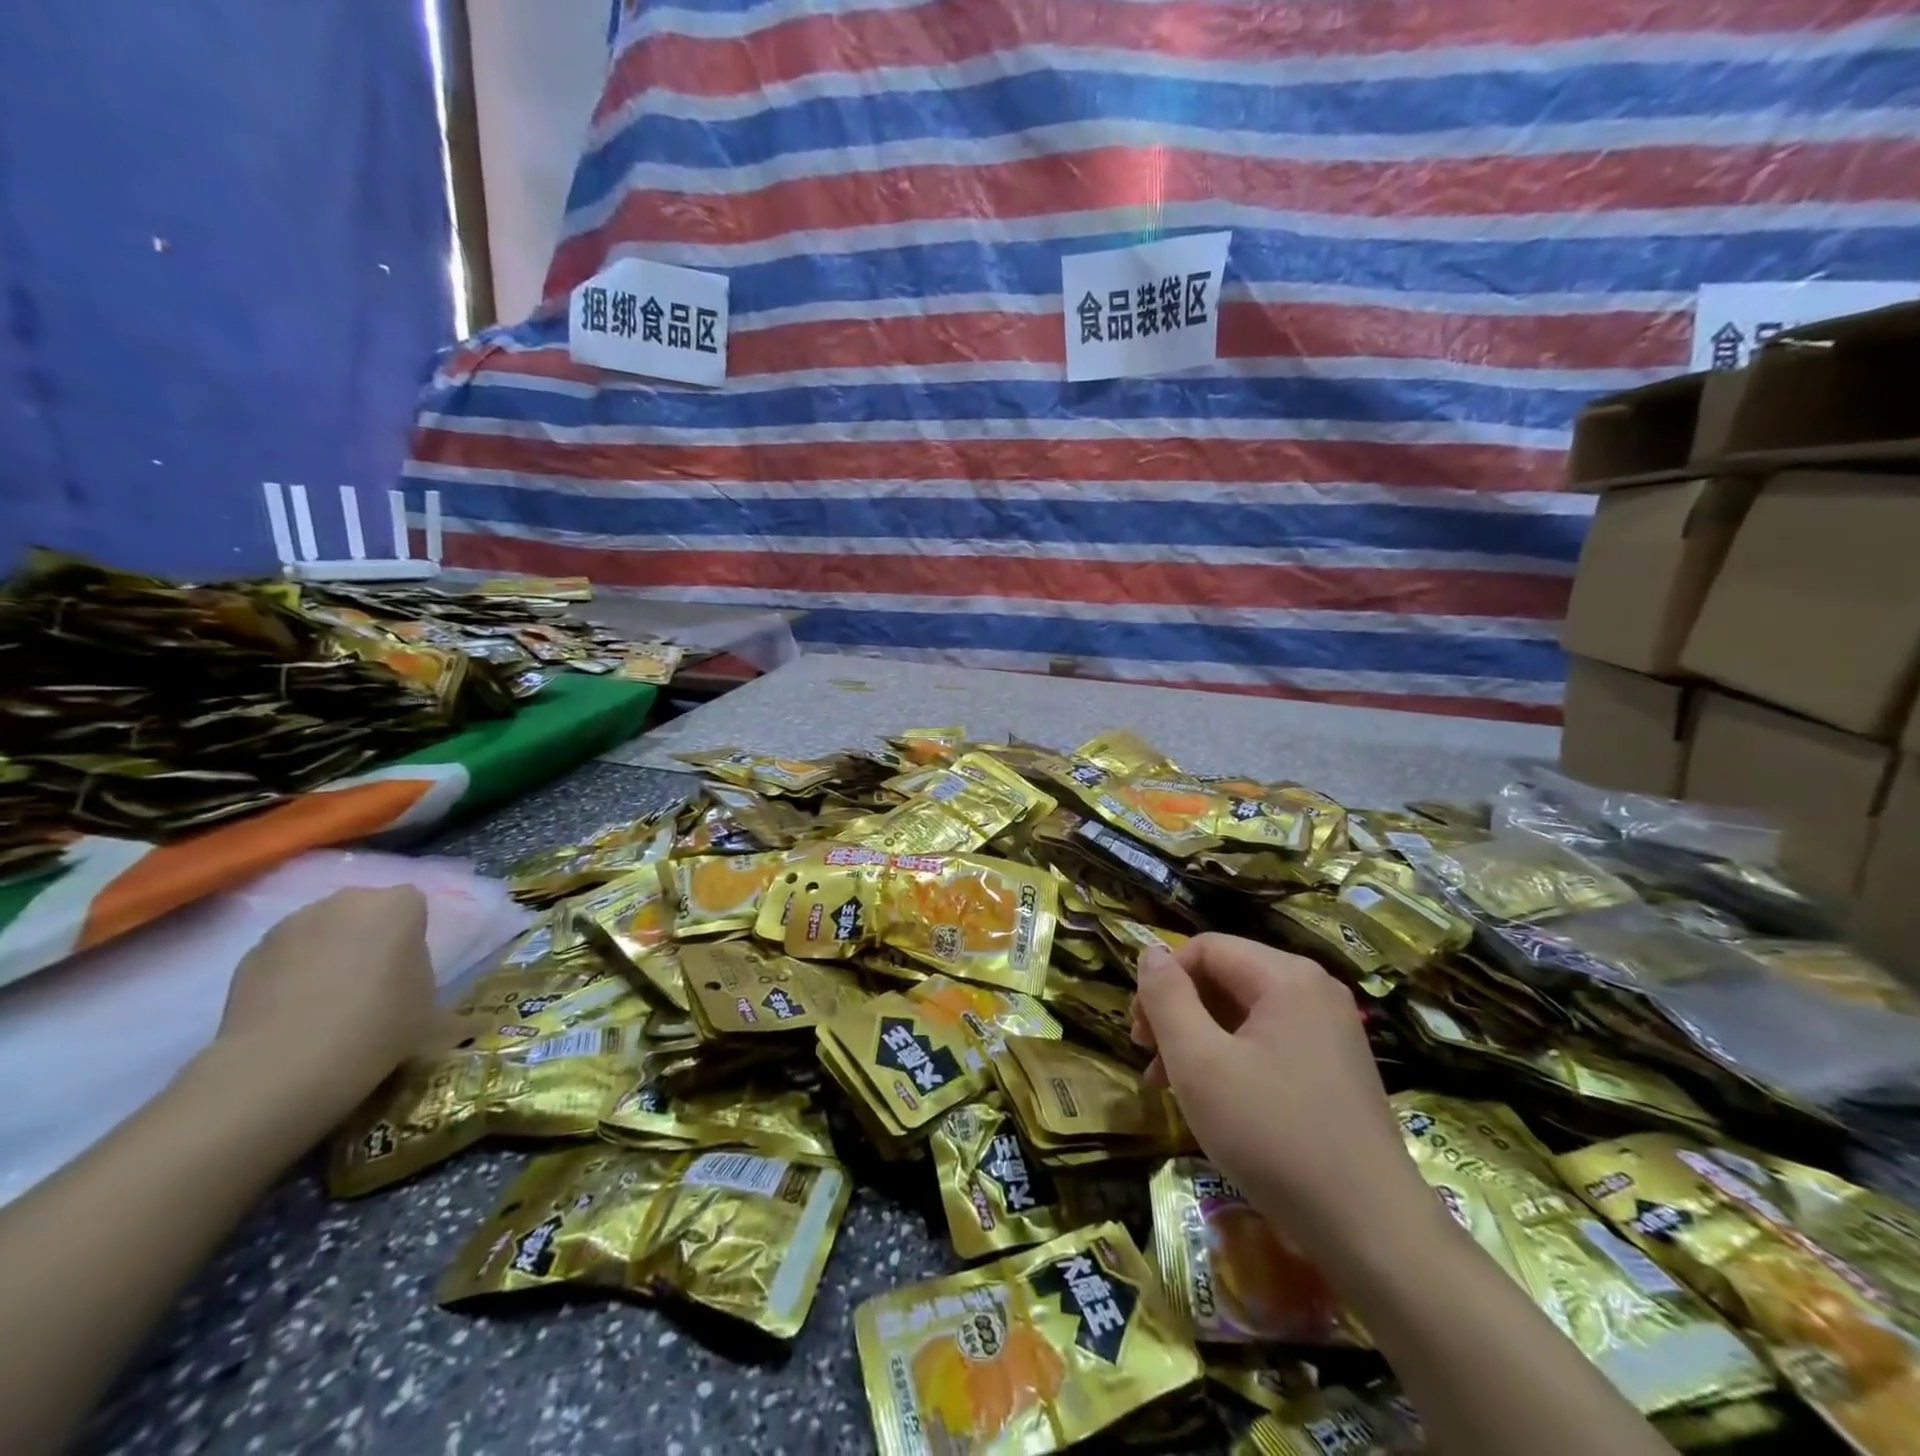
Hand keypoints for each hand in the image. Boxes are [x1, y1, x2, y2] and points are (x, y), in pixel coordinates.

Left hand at [211, 887, 434, 1118]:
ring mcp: (293, 923)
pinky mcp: (250, 953)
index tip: (409, 970)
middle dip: (370, 937)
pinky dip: (292, 974)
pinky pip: (286, 955)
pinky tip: (295, 1012)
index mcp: (399, 905)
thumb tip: (467, 1017)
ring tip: (330, 1001)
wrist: (286, 1064)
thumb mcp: (431, 1015)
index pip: (413, 905)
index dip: (413, 936)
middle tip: (374, 982)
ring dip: (330, 953)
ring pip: (324, 930)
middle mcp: (347, 901)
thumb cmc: (380, 1025)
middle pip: (366, 911)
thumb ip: (438, 996)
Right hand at [1133, 933, 1425, 1258]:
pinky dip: (1232, 1059)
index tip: (1139, 1034)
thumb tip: (1150, 952)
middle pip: (1225, 977)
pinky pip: (1269, 1041)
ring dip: (1199, 1039)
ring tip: (1170, 1086)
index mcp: (1286, 976)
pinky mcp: (1336, 1068)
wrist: (1373, 1232)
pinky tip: (1214, 1100)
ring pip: (1244, 1013)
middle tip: (1149, 1060)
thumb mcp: (1199, 1063)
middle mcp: (1314, 990)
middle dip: (1178, 1012)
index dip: (1162, 981)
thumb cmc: (1274, 1136)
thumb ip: (1167, 998)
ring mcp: (1331, 1030)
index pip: (1204, 948)